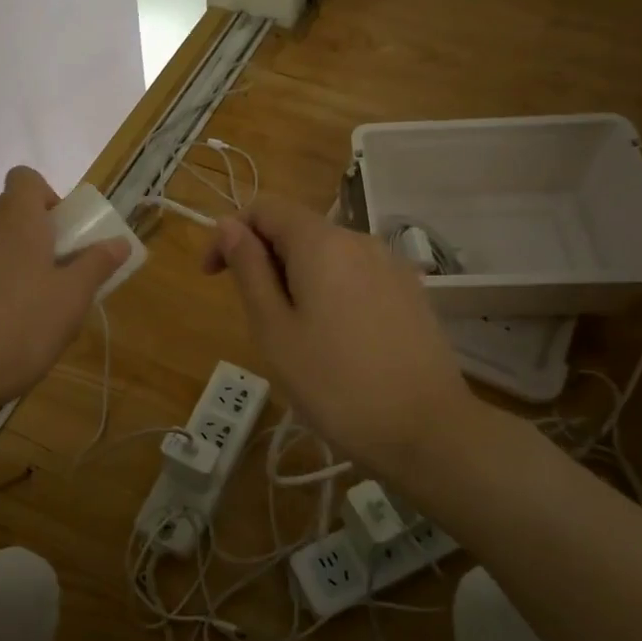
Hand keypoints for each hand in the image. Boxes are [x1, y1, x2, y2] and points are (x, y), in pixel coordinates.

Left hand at [0, 167, 127, 418]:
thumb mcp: (72, 298)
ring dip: (21, 262)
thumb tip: (118, 241)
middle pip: (11, 212)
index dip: (48, 195)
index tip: (66, 229)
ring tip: (43, 305)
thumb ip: (97, 265)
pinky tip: (13, 328)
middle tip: (64, 269)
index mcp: (17, 223)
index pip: (24, 178)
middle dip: (40, 232)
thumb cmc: (21, 327)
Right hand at [204, 196, 481, 472]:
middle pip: (298, 229)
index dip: (230, 234)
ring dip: (297, 279)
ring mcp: (391, 265)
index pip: (264, 209)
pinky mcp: (411, 292)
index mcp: (321, 243)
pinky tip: (336, 341)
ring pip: (328, 255)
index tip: (213, 277)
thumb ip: (249, 269)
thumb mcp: (274, 329)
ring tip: (295, 336)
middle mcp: (359, 240)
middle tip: (257, 320)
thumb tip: (229, 225)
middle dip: (265, 260)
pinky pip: (356, 276)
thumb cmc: (335, 383)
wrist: (428, 431)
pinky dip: (330, 291)